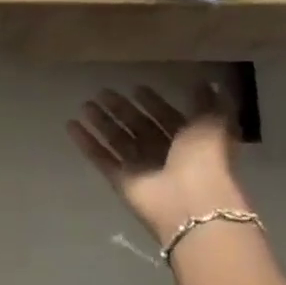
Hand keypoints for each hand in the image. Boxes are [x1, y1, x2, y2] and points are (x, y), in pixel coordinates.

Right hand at [68, 83, 245, 241]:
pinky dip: (86, 143)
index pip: (166, 117)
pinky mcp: (121, 181)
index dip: (153, 102)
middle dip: (122, 110)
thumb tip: (206, 82)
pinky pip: (101, 158)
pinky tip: (71, 125)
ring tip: (85, 104)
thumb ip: (207, 103)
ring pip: (118, 140)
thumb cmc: (205, 159)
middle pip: (139, 127)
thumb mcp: (214, 123)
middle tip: (102, 92)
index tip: (136, 87)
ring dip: (102, 123)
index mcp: (189, 140)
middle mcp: (164, 154)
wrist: (192, 202)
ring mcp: (141, 168)